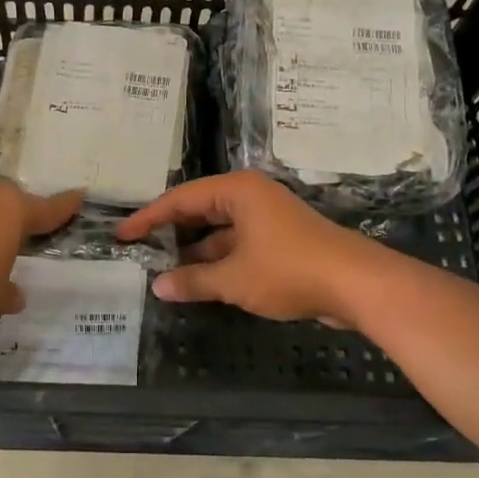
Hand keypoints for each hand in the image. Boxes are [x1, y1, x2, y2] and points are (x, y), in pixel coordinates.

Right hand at [115, 171, 379, 324]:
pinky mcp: (280, 241)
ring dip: (194, 251)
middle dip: (171, 233)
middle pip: (199, 211)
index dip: (148, 218)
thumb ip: (193, 281)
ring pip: (219, 231)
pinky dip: (218, 261)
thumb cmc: (288, 270)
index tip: (122, 235)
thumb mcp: (233, 279)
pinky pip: (237, 245)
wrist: (356, 284)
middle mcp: (250, 197)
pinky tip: (199, 282)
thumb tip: (158, 286)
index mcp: (237, 191)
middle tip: (139, 251)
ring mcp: (267, 219)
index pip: (180, 199)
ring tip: (162, 271)